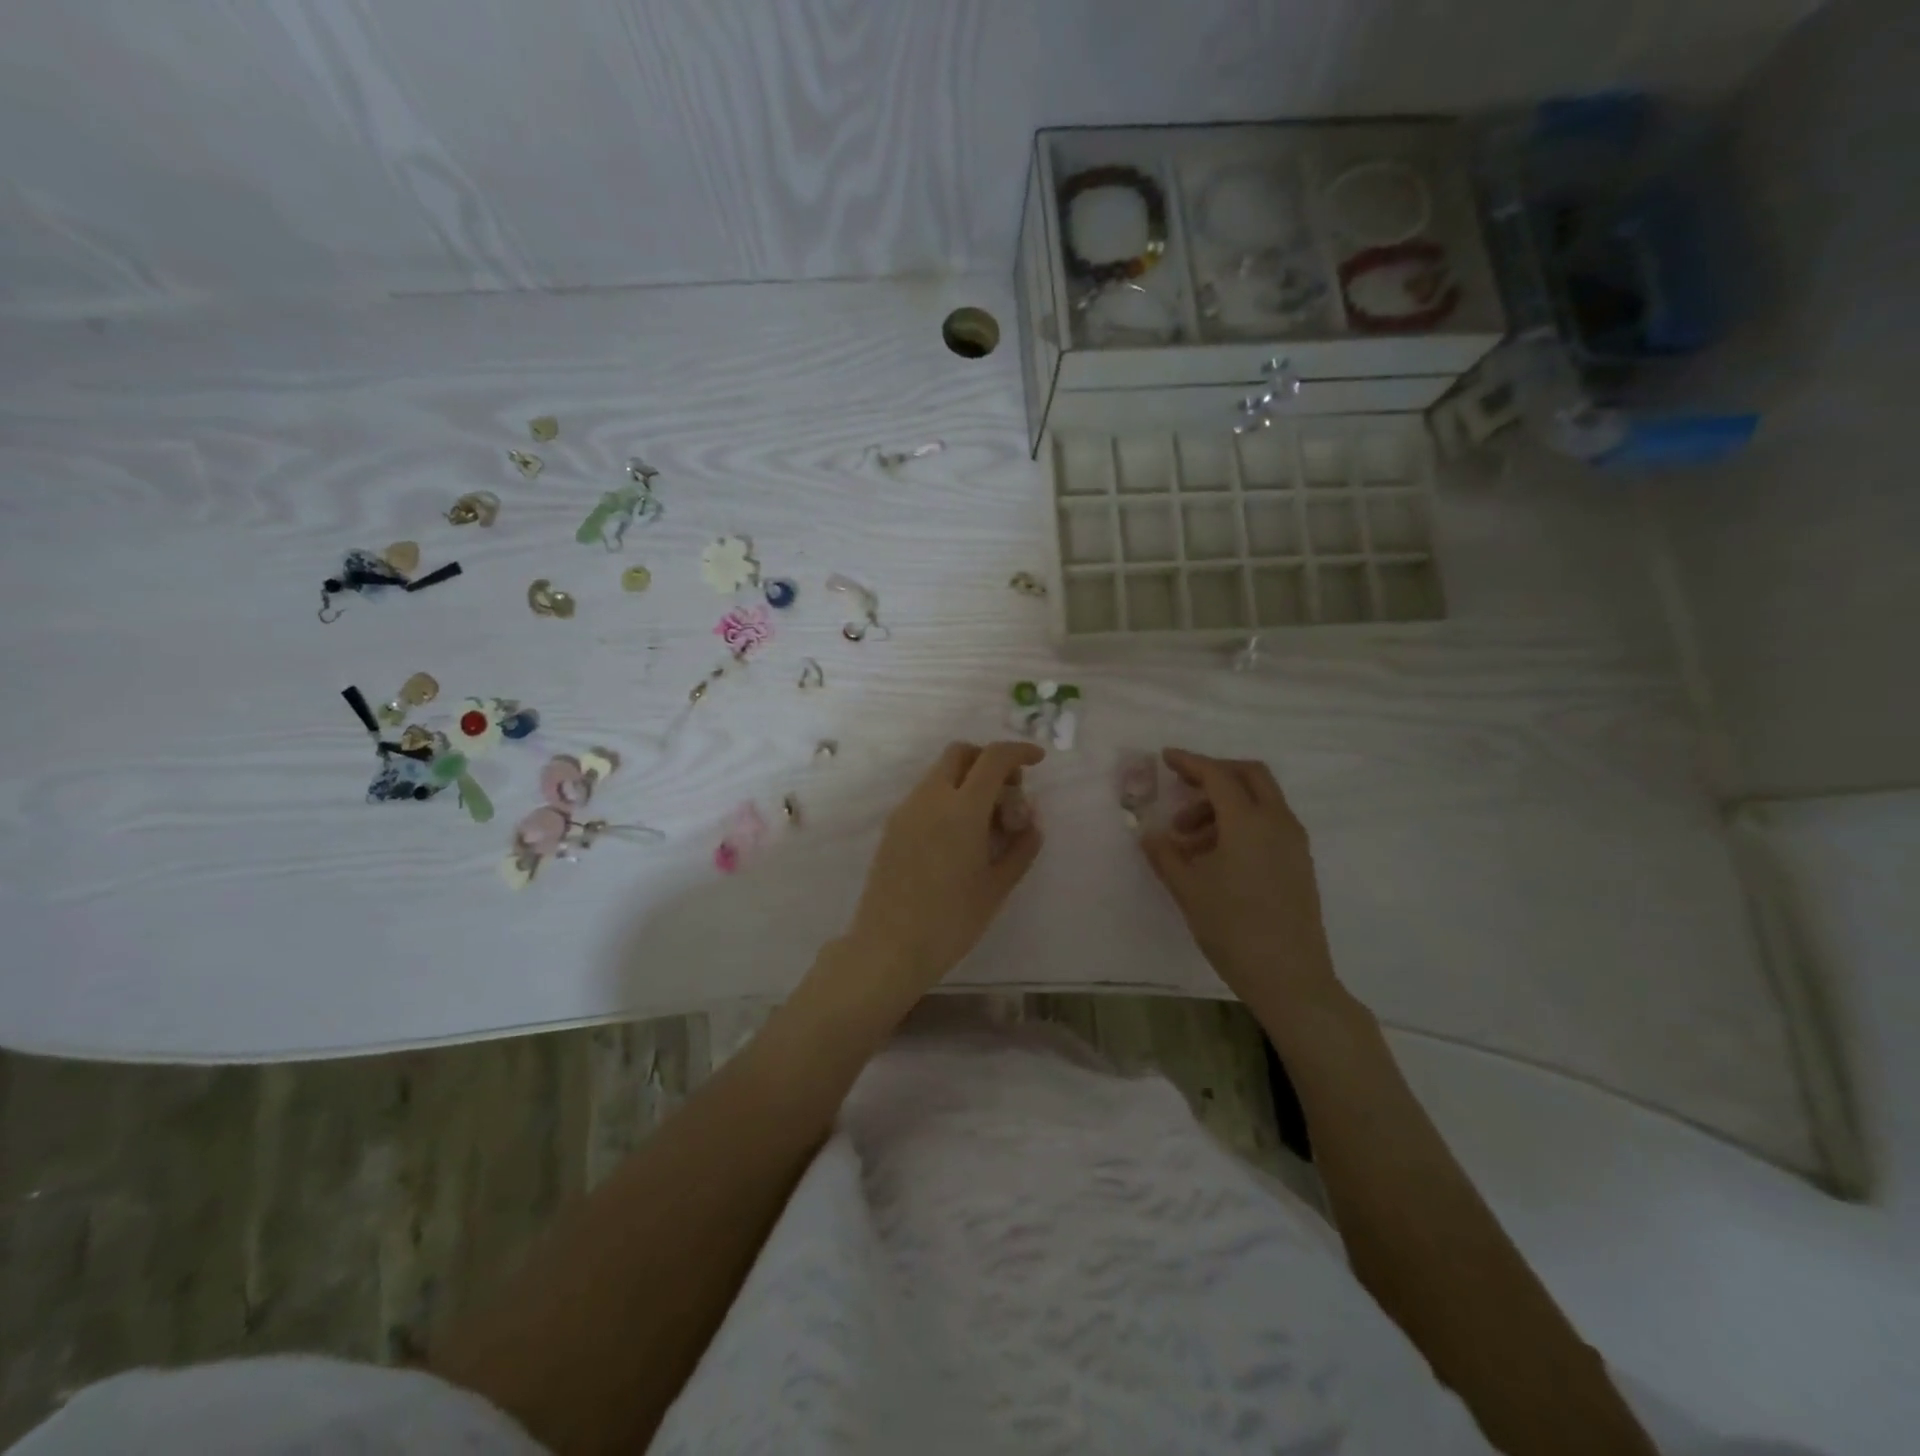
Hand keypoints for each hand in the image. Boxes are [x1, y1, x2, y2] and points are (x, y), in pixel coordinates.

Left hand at [844, 741, 1045, 996]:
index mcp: (962, 809)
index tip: (1037, 760)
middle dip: (989, 760)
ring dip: (967, 779)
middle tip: (1008, 793)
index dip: (1019, 751)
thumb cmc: (951, 920)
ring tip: (986, 822)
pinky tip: (960, 836)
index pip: (994, 759)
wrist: (889, 946)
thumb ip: (1021, 848)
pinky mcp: (893, 827)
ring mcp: (906, 810)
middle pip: (961, 753)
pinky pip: (925, 795)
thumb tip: (1031, 824)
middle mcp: (930, 798)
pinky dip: (949, 797)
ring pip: (940, 773)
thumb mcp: (997, 886)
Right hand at [1140, 749, 1340, 1012]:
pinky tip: (1215, 855)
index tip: (1165, 758)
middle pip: (1249, 775)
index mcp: (1249, 822)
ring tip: (1189, 839)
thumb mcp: (1188, 889)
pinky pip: (1269, 823)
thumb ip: (1164, 854)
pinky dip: (1241, 822)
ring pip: (1260, 800)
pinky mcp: (1299, 862)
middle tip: (1182, 789)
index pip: (1217, 775)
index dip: (1189, 762)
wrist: (1291, 977)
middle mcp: (1277, 822)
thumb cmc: (1233, 929)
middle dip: (1214, 774)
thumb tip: (1149, 832)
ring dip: (1224, 804)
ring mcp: (1294, 842)